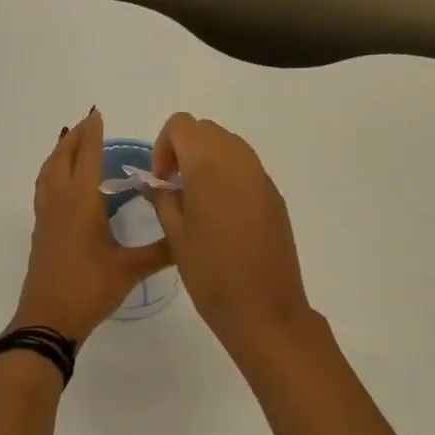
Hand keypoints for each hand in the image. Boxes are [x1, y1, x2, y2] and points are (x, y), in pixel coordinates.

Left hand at [11, 109, 172, 345]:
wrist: (48, 320)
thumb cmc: (89, 289)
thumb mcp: (130, 269)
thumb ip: (161, 251)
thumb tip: (189, 236)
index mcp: (81, 203)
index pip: (87, 158)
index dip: (93, 134)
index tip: (97, 113)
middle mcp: (60, 203)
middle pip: (62, 159)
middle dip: (74, 138)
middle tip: (87, 122)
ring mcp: (46, 218)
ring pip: (48, 173)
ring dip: (59, 153)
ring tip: (70, 143)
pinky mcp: (41, 233)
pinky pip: (44, 190)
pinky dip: (52, 174)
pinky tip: (61, 185)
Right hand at [149, 113, 314, 359]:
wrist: (264, 310)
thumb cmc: (211, 275)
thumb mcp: (176, 237)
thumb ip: (164, 200)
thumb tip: (159, 184)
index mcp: (210, 166)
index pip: (182, 125)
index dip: (164, 146)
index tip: (161, 181)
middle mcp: (240, 161)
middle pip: (207, 130)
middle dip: (184, 150)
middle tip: (174, 189)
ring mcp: (262, 178)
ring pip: (230, 146)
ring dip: (207, 161)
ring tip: (196, 203)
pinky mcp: (275, 197)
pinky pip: (247, 169)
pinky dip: (228, 177)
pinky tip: (222, 218)